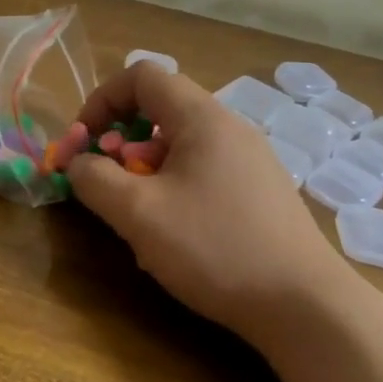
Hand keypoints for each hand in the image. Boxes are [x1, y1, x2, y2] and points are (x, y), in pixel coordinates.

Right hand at [66, 64, 351, 347]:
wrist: (304, 306)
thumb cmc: (214, 247)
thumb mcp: (138, 213)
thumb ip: (94, 179)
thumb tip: (78, 163)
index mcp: (202, 118)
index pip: (142, 75)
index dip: (101, 99)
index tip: (83, 143)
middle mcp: (230, 128)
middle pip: (160, 110)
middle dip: (121, 143)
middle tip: (110, 186)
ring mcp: (251, 161)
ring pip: (180, 147)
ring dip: (145, 172)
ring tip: (141, 219)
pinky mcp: (261, 193)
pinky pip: (203, 173)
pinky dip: (174, 190)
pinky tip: (176, 238)